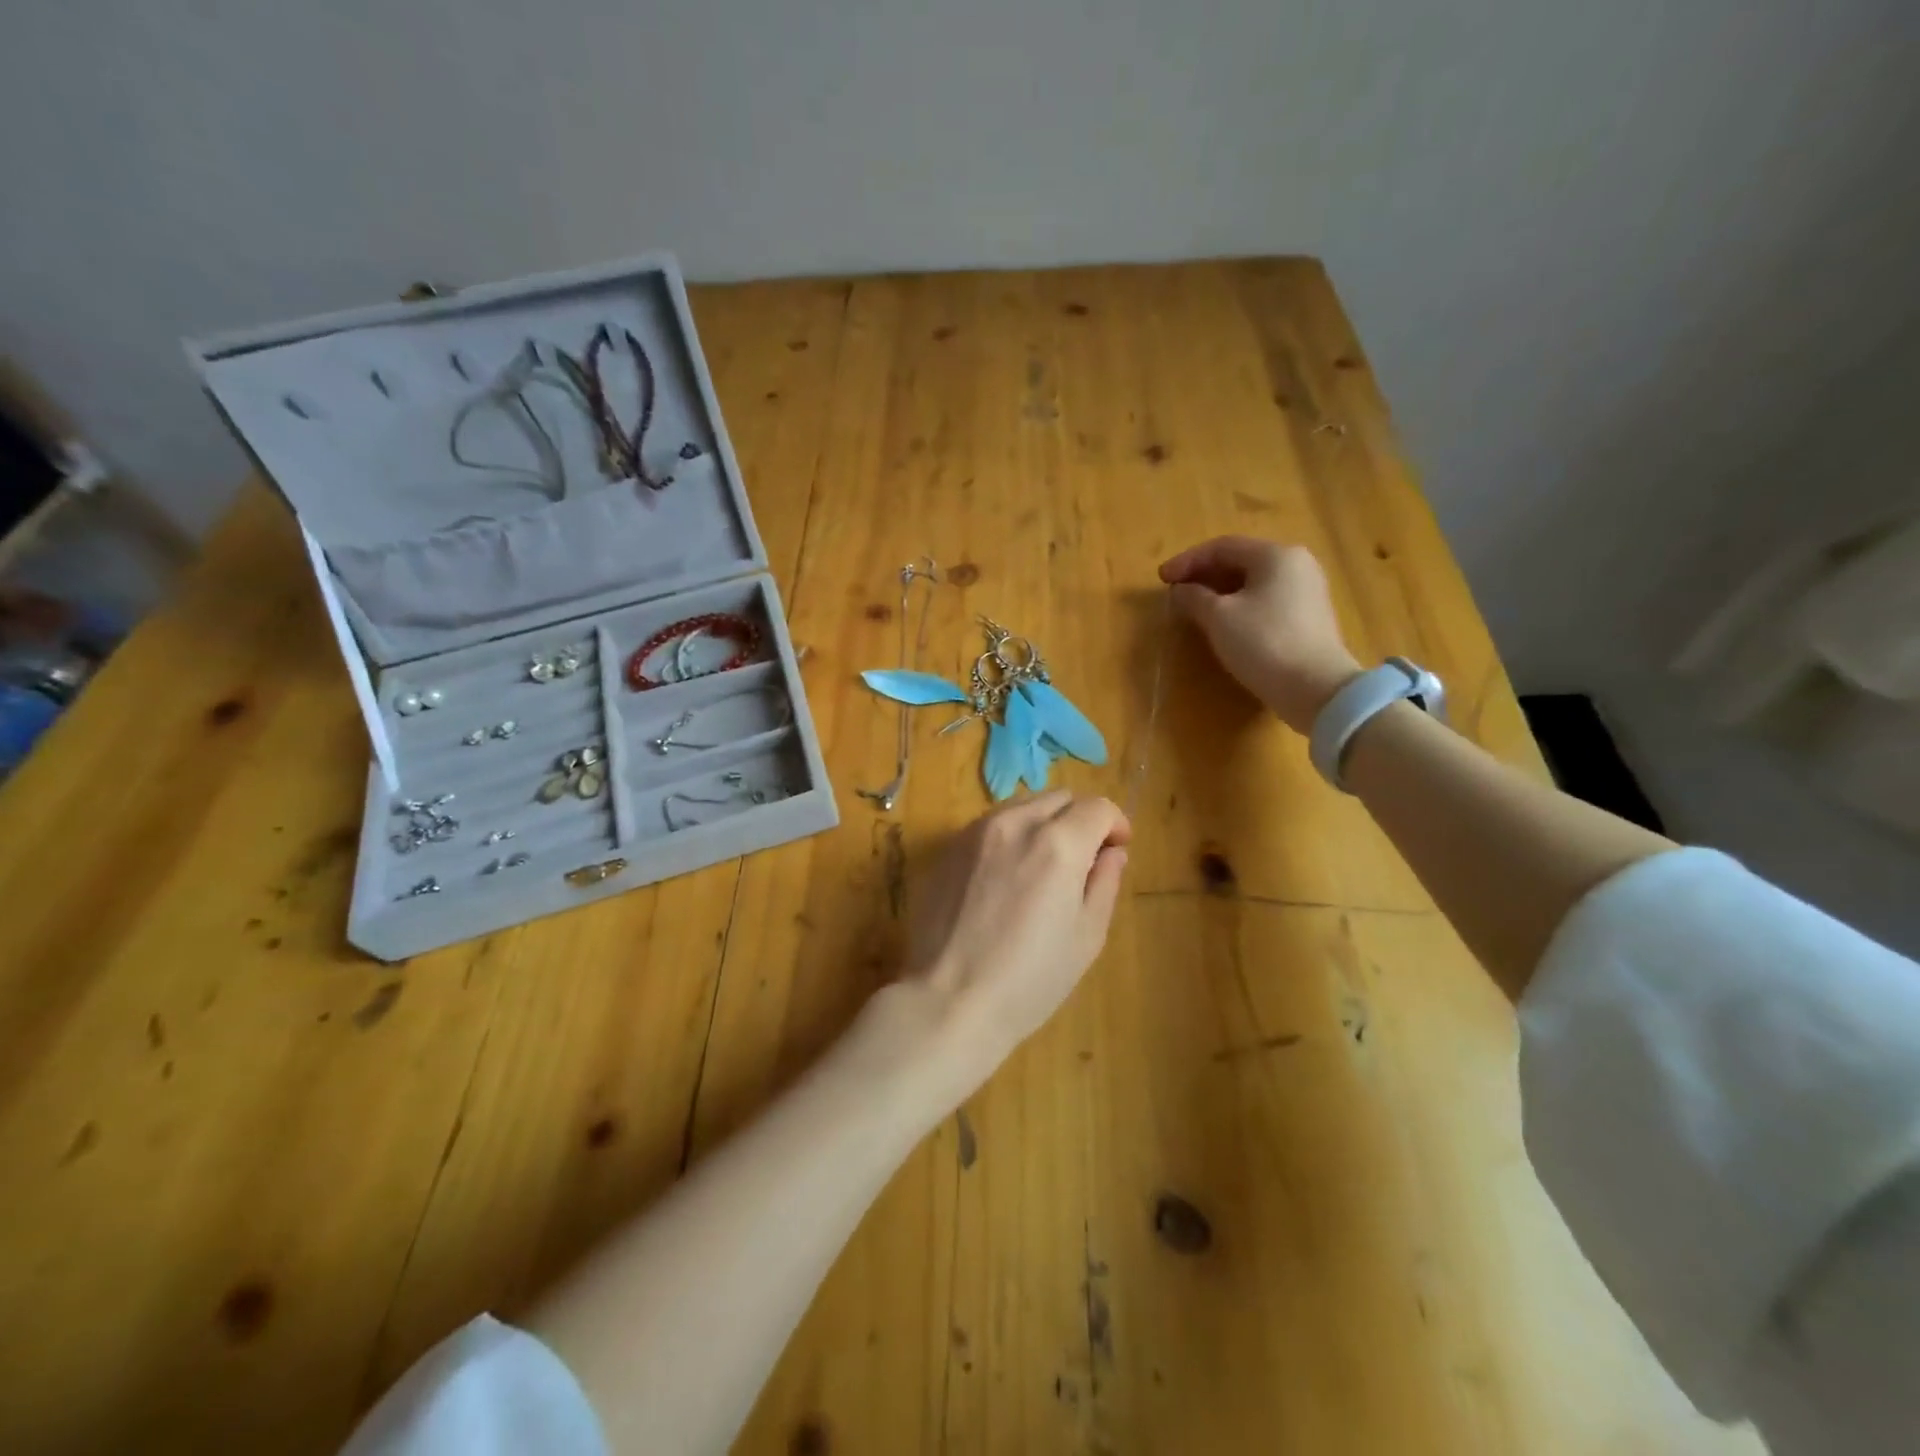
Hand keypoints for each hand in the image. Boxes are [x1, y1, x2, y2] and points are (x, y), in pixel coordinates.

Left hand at [898, 791, 1130, 1089]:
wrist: (949, 999)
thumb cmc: (1029, 979)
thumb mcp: (1086, 937)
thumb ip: (1104, 883)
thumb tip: (1112, 852)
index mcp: (1058, 844)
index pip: (1097, 807)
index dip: (1115, 824)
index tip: (1115, 850)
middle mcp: (1016, 823)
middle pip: (1059, 798)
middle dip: (1080, 819)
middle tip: (1082, 860)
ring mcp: (976, 832)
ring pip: (1022, 806)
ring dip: (1043, 823)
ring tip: (1041, 867)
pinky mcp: (948, 848)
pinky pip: (990, 825)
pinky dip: (1009, 836)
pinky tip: (1004, 877)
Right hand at [1159, 536, 1360, 733]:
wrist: (1315, 688)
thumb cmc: (1264, 643)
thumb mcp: (1219, 618)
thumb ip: (1194, 597)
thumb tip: (1181, 590)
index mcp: (1276, 555)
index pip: (1223, 547)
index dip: (1187, 561)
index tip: (1162, 578)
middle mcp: (1297, 565)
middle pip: (1241, 561)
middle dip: (1205, 574)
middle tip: (1176, 591)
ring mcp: (1307, 591)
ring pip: (1254, 582)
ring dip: (1221, 591)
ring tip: (1195, 607)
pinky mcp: (1309, 617)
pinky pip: (1267, 600)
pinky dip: (1240, 604)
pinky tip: (1224, 623)